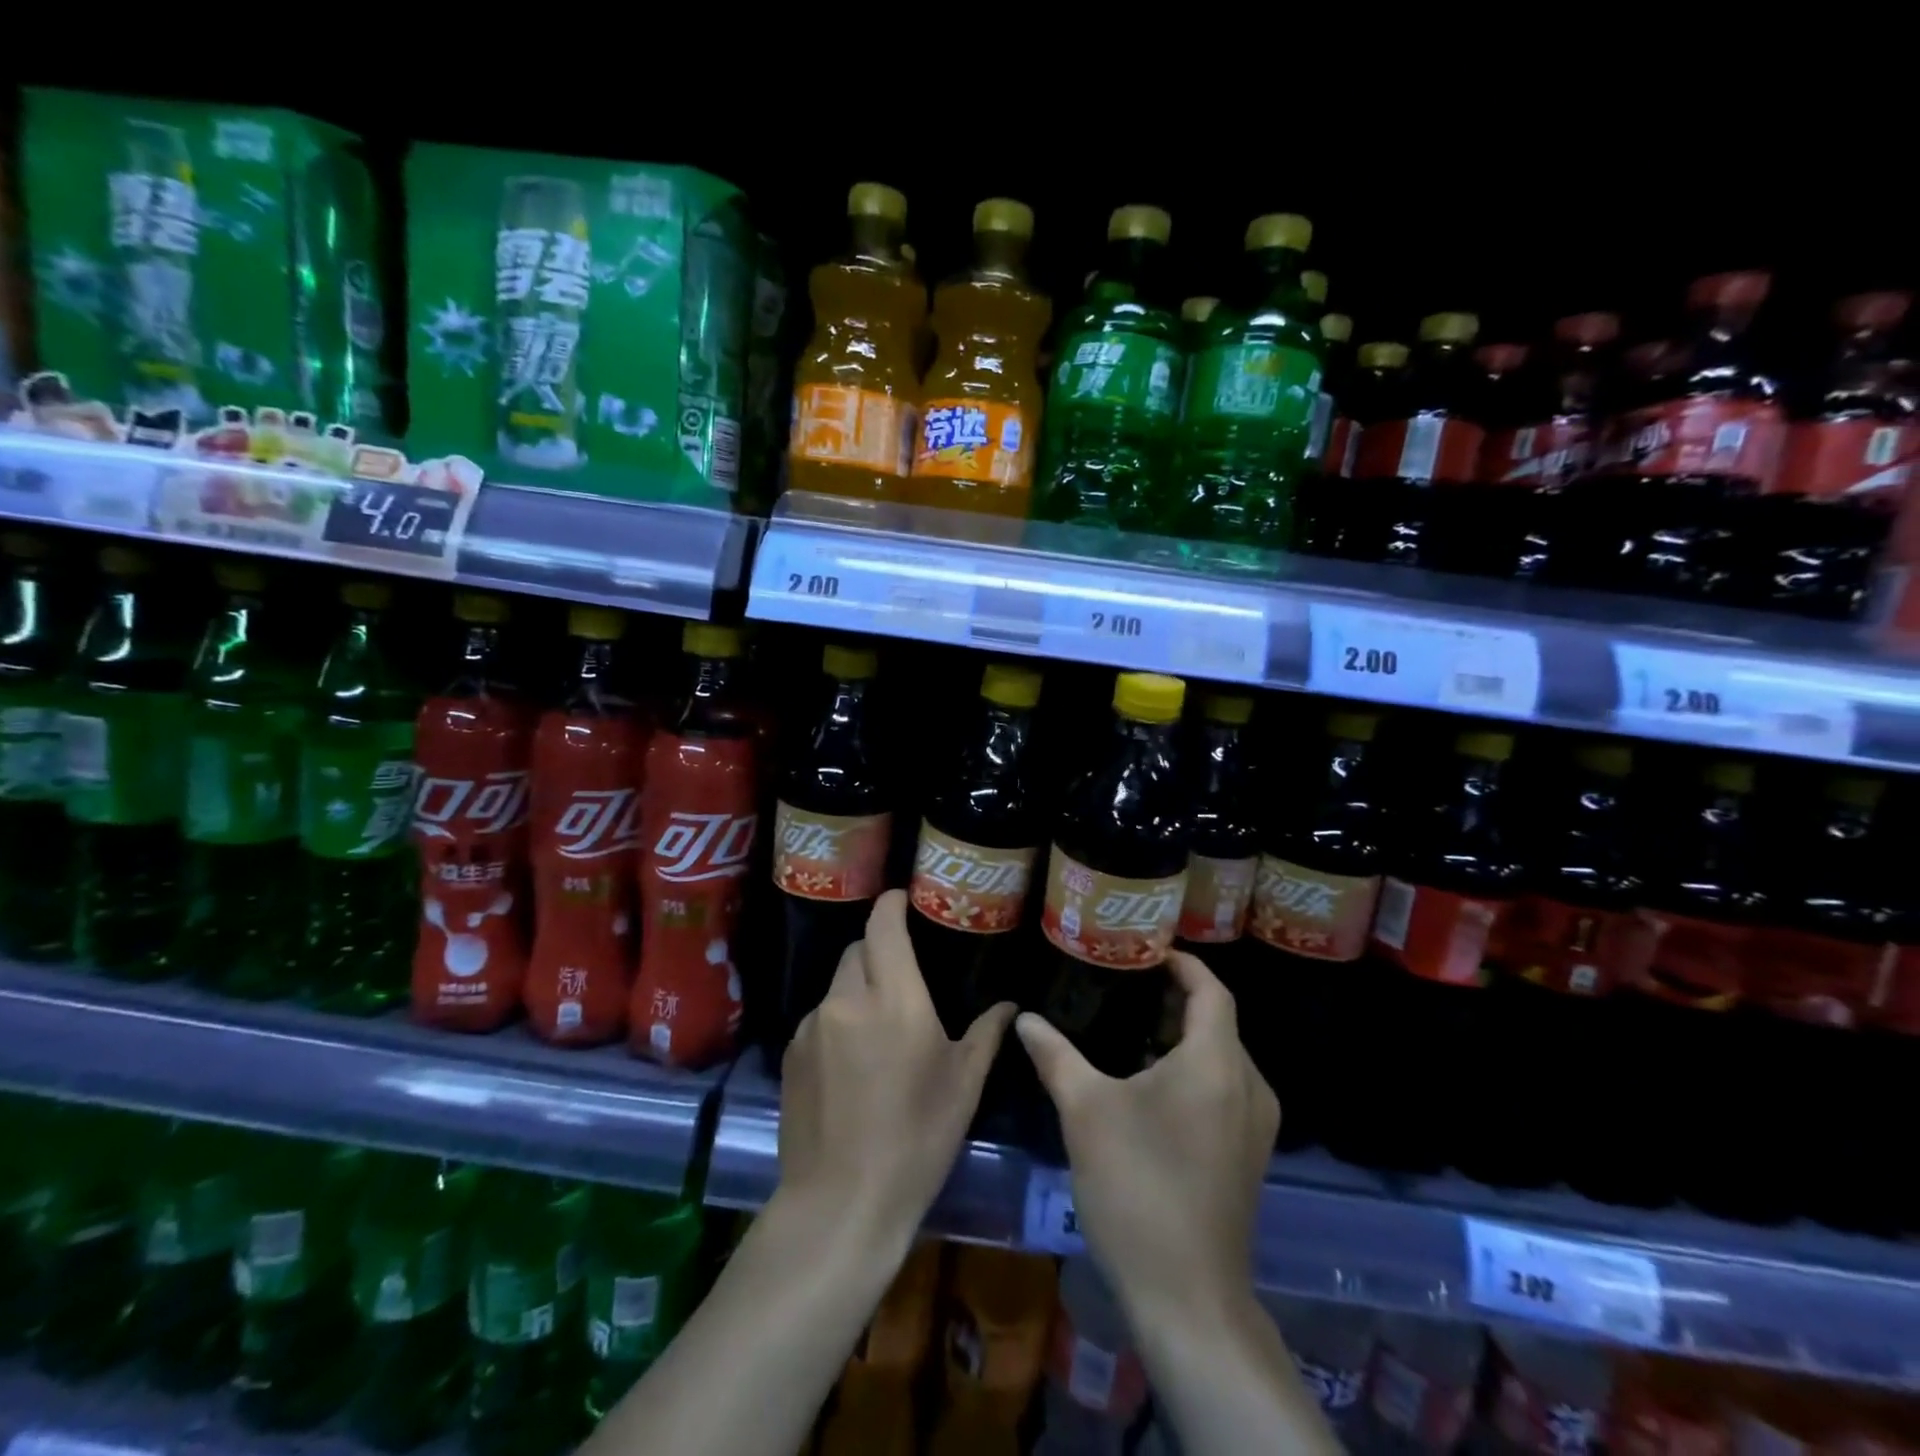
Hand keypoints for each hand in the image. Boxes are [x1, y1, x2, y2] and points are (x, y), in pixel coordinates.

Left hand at [779, 889, 1014, 1249]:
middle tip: (903, 974)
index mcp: (894, 997)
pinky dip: (838, 1021)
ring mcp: (812, 1026)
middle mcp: (847, 998)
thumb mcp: (963, 1086)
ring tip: (880, 1026)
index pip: (883, 924)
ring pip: (837, 984)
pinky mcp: (790, 1053)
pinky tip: (852, 1063)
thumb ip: (986, 1034)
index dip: (892, 904)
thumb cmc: (916, 1140)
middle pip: (858, 949)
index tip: (905, 900)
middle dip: (879, 949)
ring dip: (858, 988)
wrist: (840, 1203)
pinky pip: (820, 1017)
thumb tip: (1009, 1005)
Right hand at [1016, 951, 1278, 1320]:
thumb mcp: (1085, 1112)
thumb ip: (1055, 1055)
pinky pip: (1223, 1089)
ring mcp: (1254, 1125)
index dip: (1182, 963)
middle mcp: (1248, 1085)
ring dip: (1181, 1036)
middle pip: (1217, 1021)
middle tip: (1123, 984)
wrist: (1188, 1298)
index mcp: (1216, 1063)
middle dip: (1174, 998)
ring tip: (1130, 1027)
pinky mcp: (1247, 1155)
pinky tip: (1148, 1084)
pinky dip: (1192, 1070)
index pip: (1211, 989)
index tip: (1144, 950)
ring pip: (1221, 1057)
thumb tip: (1025, 1018)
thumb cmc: (1138, 1189)